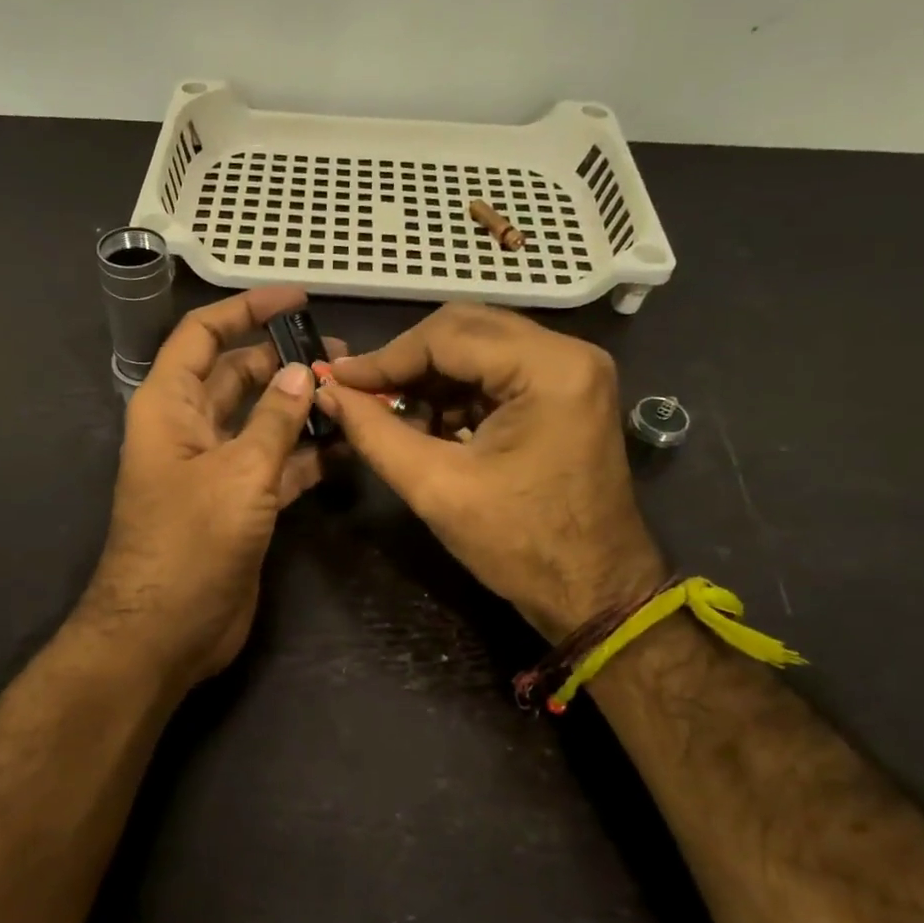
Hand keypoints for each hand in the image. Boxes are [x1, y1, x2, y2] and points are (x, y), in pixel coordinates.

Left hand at [79, 287, 341, 693]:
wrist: (166, 631)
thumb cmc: (190, 543)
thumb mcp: (238, 473)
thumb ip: (275, 420)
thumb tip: (303, 373)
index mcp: (170, 405)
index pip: (203, 335)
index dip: (246, 310)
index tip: (298, 300)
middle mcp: (191, 427)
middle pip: (239, 374)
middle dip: (285, 360)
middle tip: (344, 356)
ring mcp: (216, 466)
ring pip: (263, 419)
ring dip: (302, 407)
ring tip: (355, 395)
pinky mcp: (239, 502)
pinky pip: (277, 463)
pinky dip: (307, 453)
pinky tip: (347, 445)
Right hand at [316, 302, 664, 640]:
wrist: (595, 593)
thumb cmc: (520, 546)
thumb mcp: (436, 488)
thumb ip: (375, 433)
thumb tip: (327, 393)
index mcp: (548, 369)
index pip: (448, 335)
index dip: (385, 358)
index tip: (338, 381)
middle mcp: (569, 353)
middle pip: (465, 329)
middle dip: (407, 362)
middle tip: (360, 391)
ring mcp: (572, 371)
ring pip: (479, 347)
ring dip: (430, 377)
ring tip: (389, 413)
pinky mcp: (566, 392)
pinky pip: (497, 371)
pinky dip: (456, 392)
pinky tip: (427, 423)